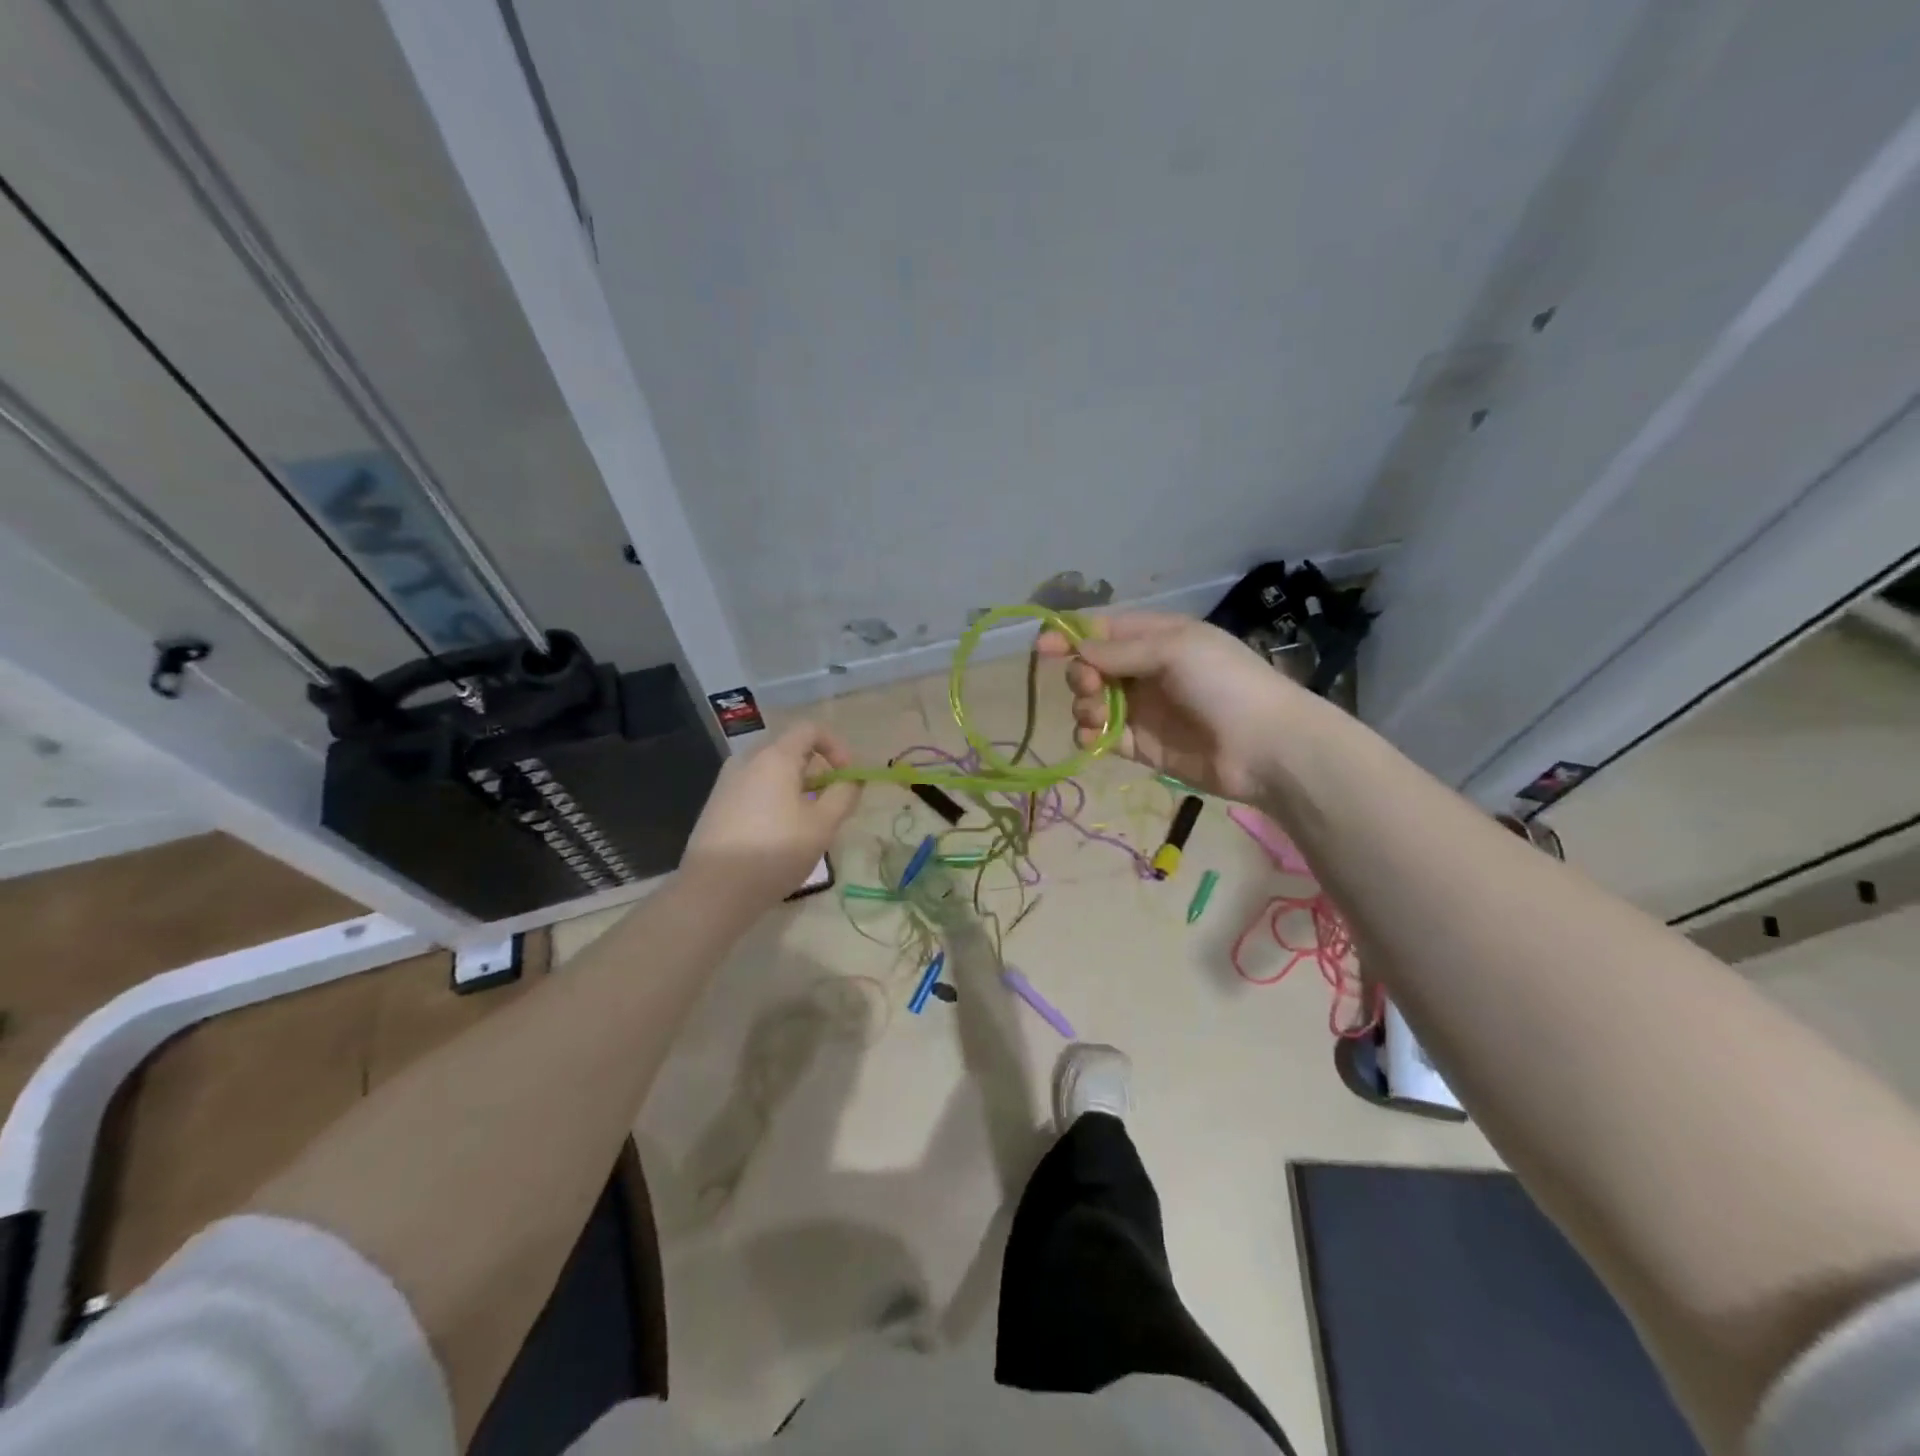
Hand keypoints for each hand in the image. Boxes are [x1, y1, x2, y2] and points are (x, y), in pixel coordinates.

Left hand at [683, 723, 862, 907]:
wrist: (714, 890)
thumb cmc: (775, 852)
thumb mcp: (822, 825)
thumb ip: (844, 795)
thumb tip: (852, 779)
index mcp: (774, 757)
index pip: (810, 729)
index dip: (836, 747)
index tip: (847, 777)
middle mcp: (747, 761)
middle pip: (790, 750)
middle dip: (818, 771)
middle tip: (831, 804)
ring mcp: (727, 783)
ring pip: (771, 772)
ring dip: (797, 788)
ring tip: (807, 823)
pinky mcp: (716, 805)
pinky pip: (754, 789)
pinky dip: (774, 800)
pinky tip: (778, 835)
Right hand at [1039, 612, 1303, 801]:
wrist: (1265, 747)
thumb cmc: (1223, 683)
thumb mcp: (1173, 650)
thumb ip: (1119, 651)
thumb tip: (1076, 650)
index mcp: (1158, 637)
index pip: (1104, 631)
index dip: (1071, 636)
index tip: (1042, 647)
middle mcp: (1147, 670)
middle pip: (1092, 666)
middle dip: (1081, 674)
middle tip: (1090, 685)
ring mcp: (1144, 709)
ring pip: (1093, 701)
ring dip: (1084, 704)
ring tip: (1097, 714)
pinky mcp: (1141, 745)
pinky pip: (1103, 735)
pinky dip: (1090, 734)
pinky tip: (1093, 737)